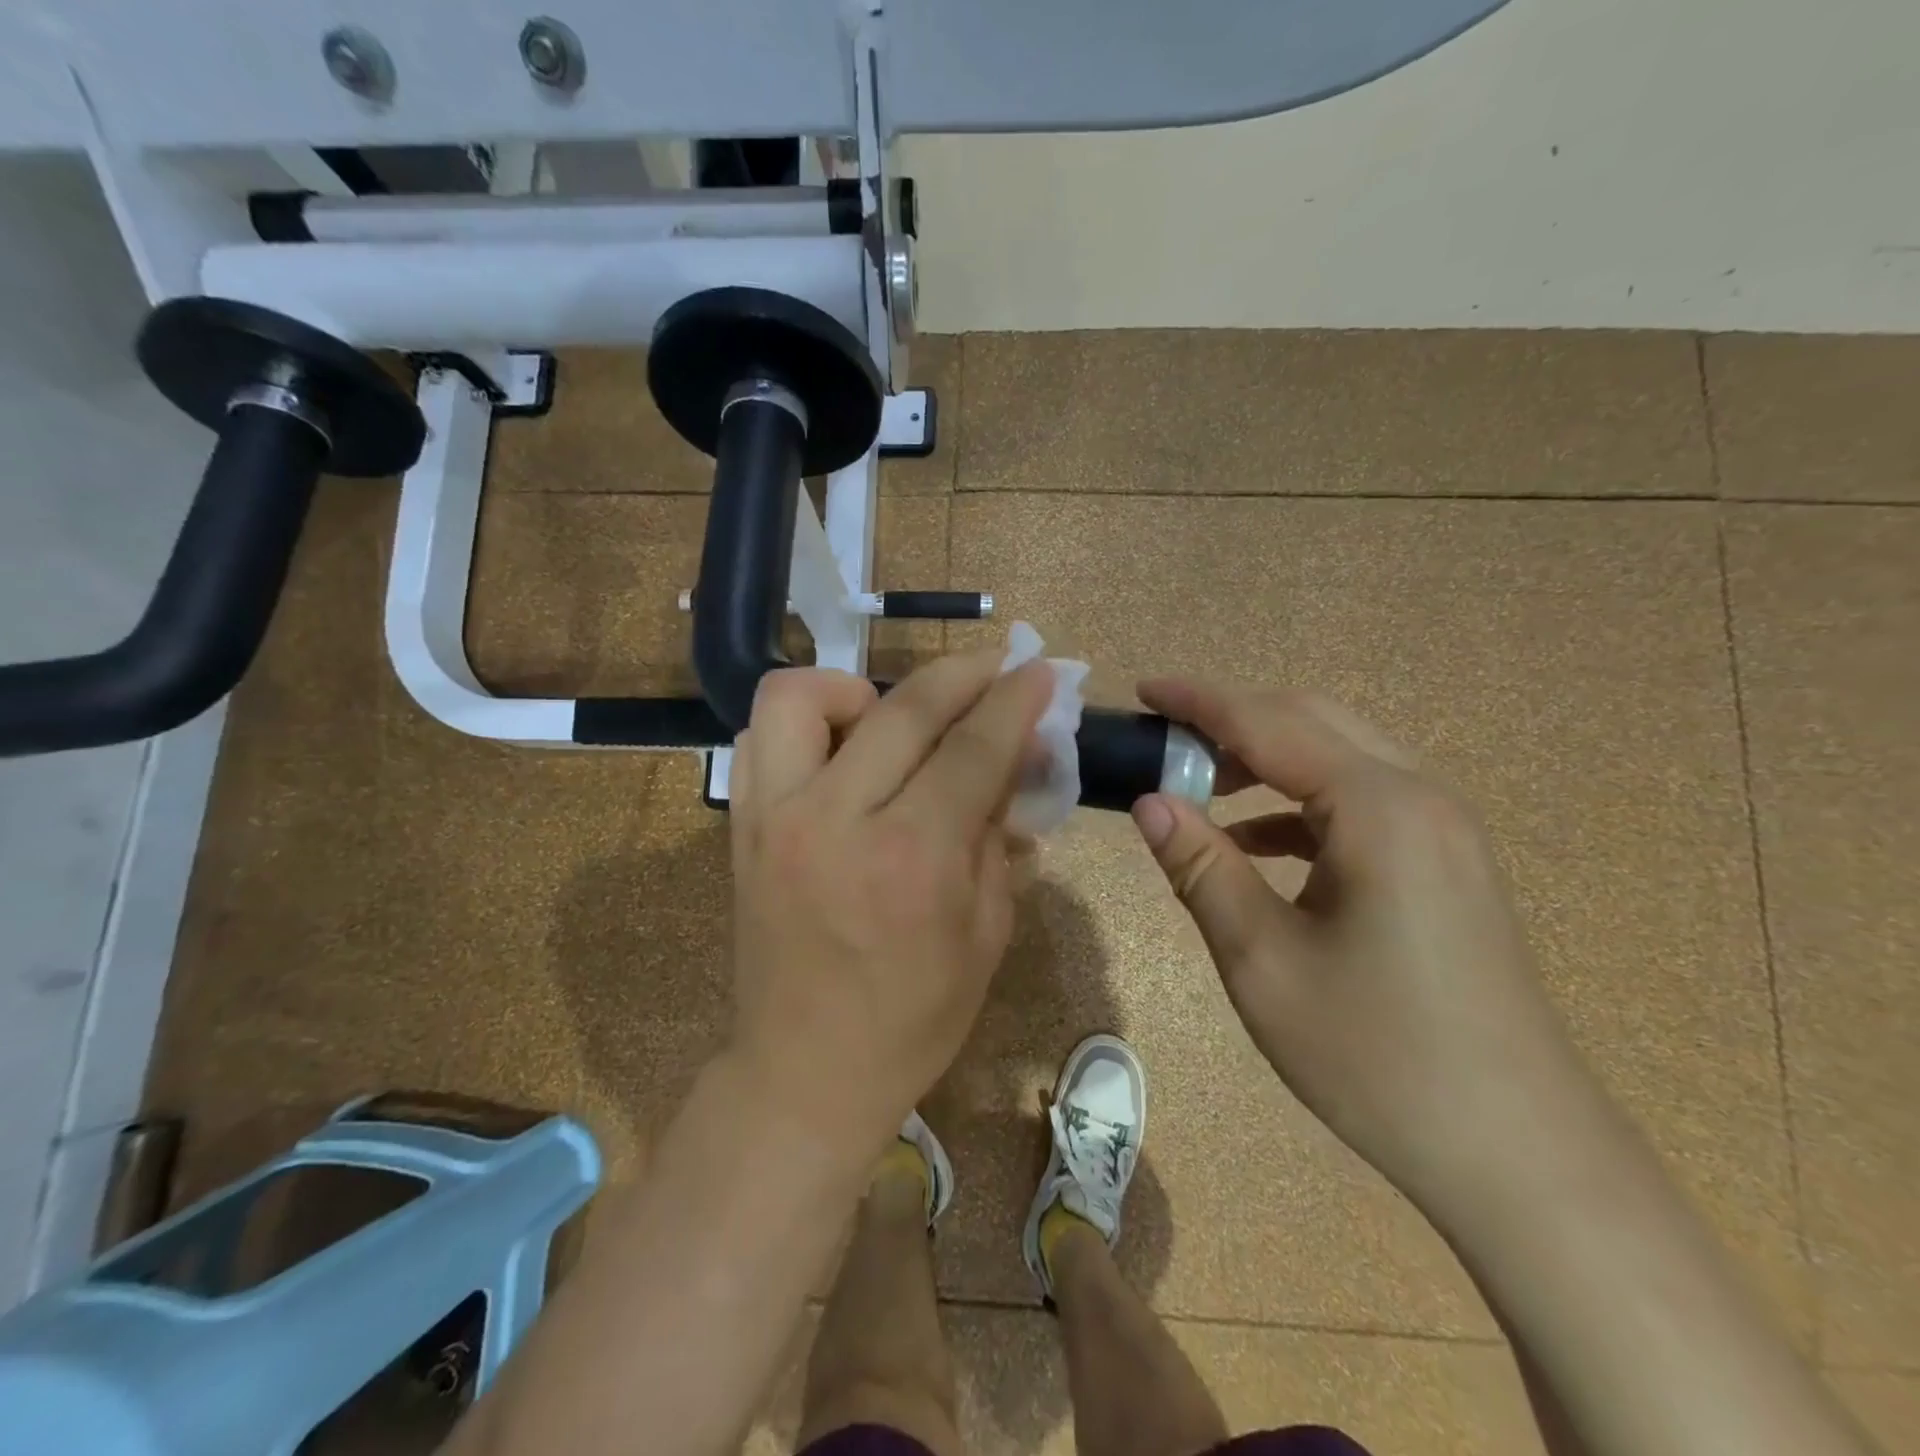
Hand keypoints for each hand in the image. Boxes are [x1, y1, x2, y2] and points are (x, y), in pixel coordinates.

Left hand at [727, 651, 1051, 1157]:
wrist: (804, 1071)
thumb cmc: (914, 1018)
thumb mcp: (986, 931)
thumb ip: (1000, 833)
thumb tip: (1017, 759)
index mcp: (913, 858)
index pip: (974, 748)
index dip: (1015, 700)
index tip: (1039, 671)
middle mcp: (837, 820)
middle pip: (904, 708)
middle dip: (962, 673)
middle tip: (994, 668)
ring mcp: (775, 817)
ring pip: (802, 696)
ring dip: (860, 686)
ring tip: (892, 715)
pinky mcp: (741, 826)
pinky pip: (760, 736)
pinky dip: (805, 722)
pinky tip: (841, 749)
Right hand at [1130, 678, 1601, 1220]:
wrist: (1519, 1155)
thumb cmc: (1376, 1054)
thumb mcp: (1263, 958)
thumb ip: (1201, 867)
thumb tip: (1148, 802)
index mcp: (1378, 808)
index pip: (1268, 724)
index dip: (1199, 702)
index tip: (1143, 690)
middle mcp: (1419, 798)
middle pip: (1311, 722)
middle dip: (1232, 722)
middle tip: (1164, 744)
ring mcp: (1441, 831)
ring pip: (1338, 759)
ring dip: (1265, 760)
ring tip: (1198, 790)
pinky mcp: (1445, 864)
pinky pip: (1360, 803)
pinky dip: (1298, 805)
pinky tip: (1255, 845)